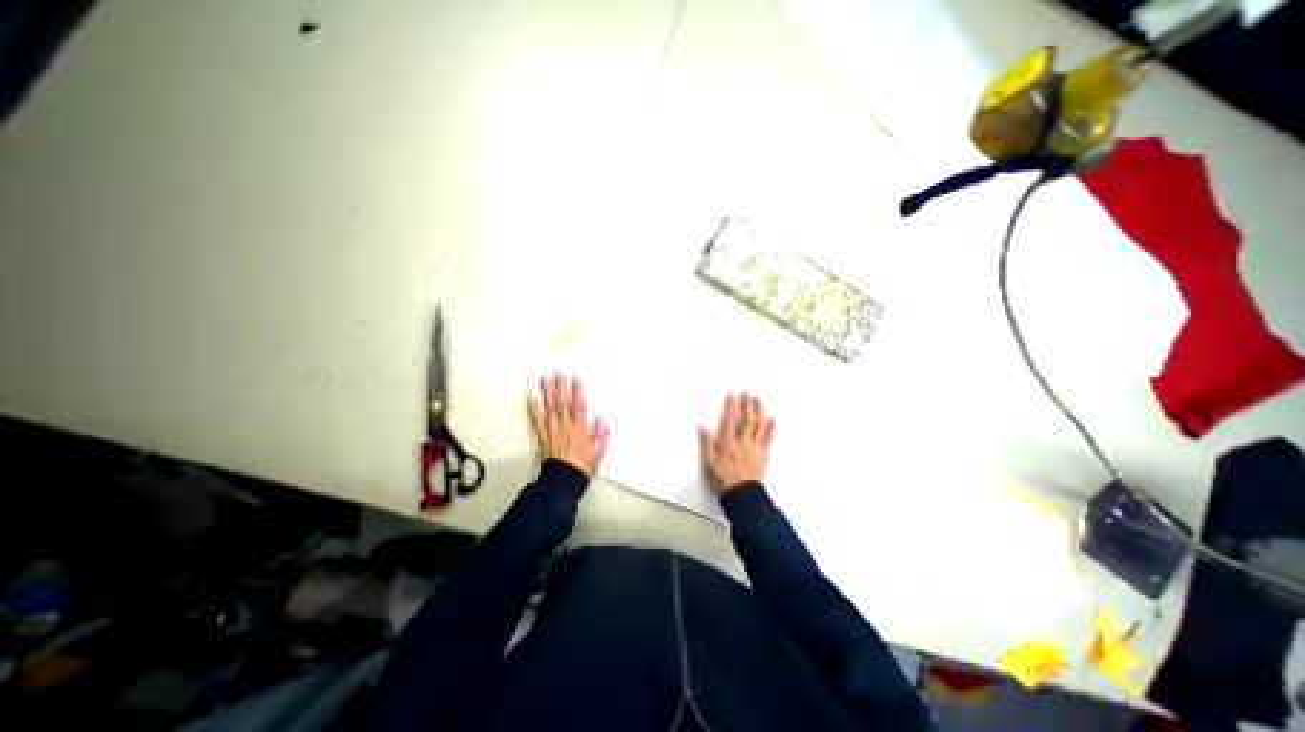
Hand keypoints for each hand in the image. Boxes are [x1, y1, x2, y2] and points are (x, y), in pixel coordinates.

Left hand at [525, 373, 609, 478]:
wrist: (563, 480)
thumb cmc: (583, 465)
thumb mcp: (598, 451)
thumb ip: (601, 434)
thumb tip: (601, 419)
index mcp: (579, 428)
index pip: (579, 405)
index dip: (578, 390)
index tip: (576, 376)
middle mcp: (564, 425)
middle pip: (562, 402)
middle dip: (560, 386)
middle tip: (558, 371)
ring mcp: (551, 429)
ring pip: (548, 407)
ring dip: (546, 392)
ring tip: (544, 378)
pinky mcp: (542, 435)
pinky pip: (536, 419)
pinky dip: (532, 407)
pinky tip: (528, 396)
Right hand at [704, 391, 771, 495]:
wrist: (742, 495)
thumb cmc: (725, 480)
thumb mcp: (709, 462)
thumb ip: (707, 444)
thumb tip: (703, 429)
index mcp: (728, 442)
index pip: (729, 419)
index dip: (731, 405)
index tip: (732, 394)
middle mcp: (742, 442)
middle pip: (746, 419)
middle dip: (747, 404)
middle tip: (748, 393)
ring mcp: (754, 447)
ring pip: (758, 426)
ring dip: (759, 412)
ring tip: (759, 401)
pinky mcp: (762, 455)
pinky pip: (768, 439)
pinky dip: (771, 429)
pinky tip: (772, 421)